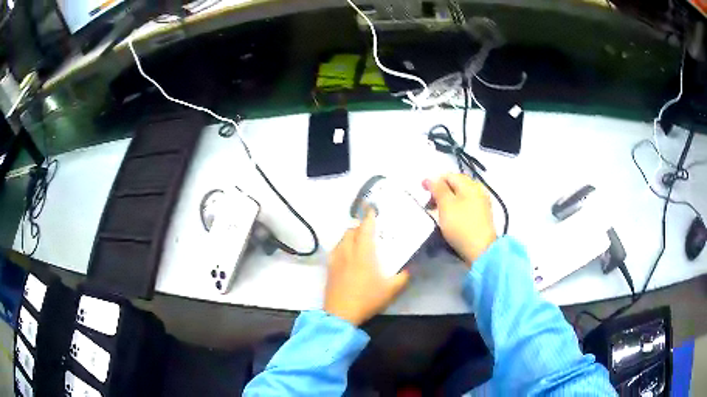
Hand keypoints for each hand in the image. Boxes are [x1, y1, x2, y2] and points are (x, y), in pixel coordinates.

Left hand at [324, 211, 409, 325]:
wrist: (341, 314)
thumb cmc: (367, 299)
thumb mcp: (391, 290)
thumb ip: (403, 277)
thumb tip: (409, 269)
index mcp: (363, 253)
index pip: (365, 228)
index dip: (369, 216)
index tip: (372, 208)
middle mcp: (348, 251)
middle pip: (351, 231)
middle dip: (360, 226)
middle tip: (370, 229)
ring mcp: (336, 260)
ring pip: (342, 239)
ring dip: (350, 235)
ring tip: (359, 240)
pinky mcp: (330, 268)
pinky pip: (335, 250)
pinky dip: (342, 245)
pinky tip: (346, 254)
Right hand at [424, 174, 496, 265]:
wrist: (481, 250)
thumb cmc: (461, 225)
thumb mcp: (446, 205)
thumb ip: (437, 188)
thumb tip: (430, 177)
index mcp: (470, 184)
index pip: (448, 176)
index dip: (434, 182)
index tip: (423, 192)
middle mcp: (478, 190)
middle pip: (455, 185)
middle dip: (440, 192)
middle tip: (429, 205)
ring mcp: (482, 203)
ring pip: (460, 196)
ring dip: (447, 201)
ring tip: (438, 213)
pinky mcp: (482, 216)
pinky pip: (466, 206)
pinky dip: (456, 208)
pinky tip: (451, 219)